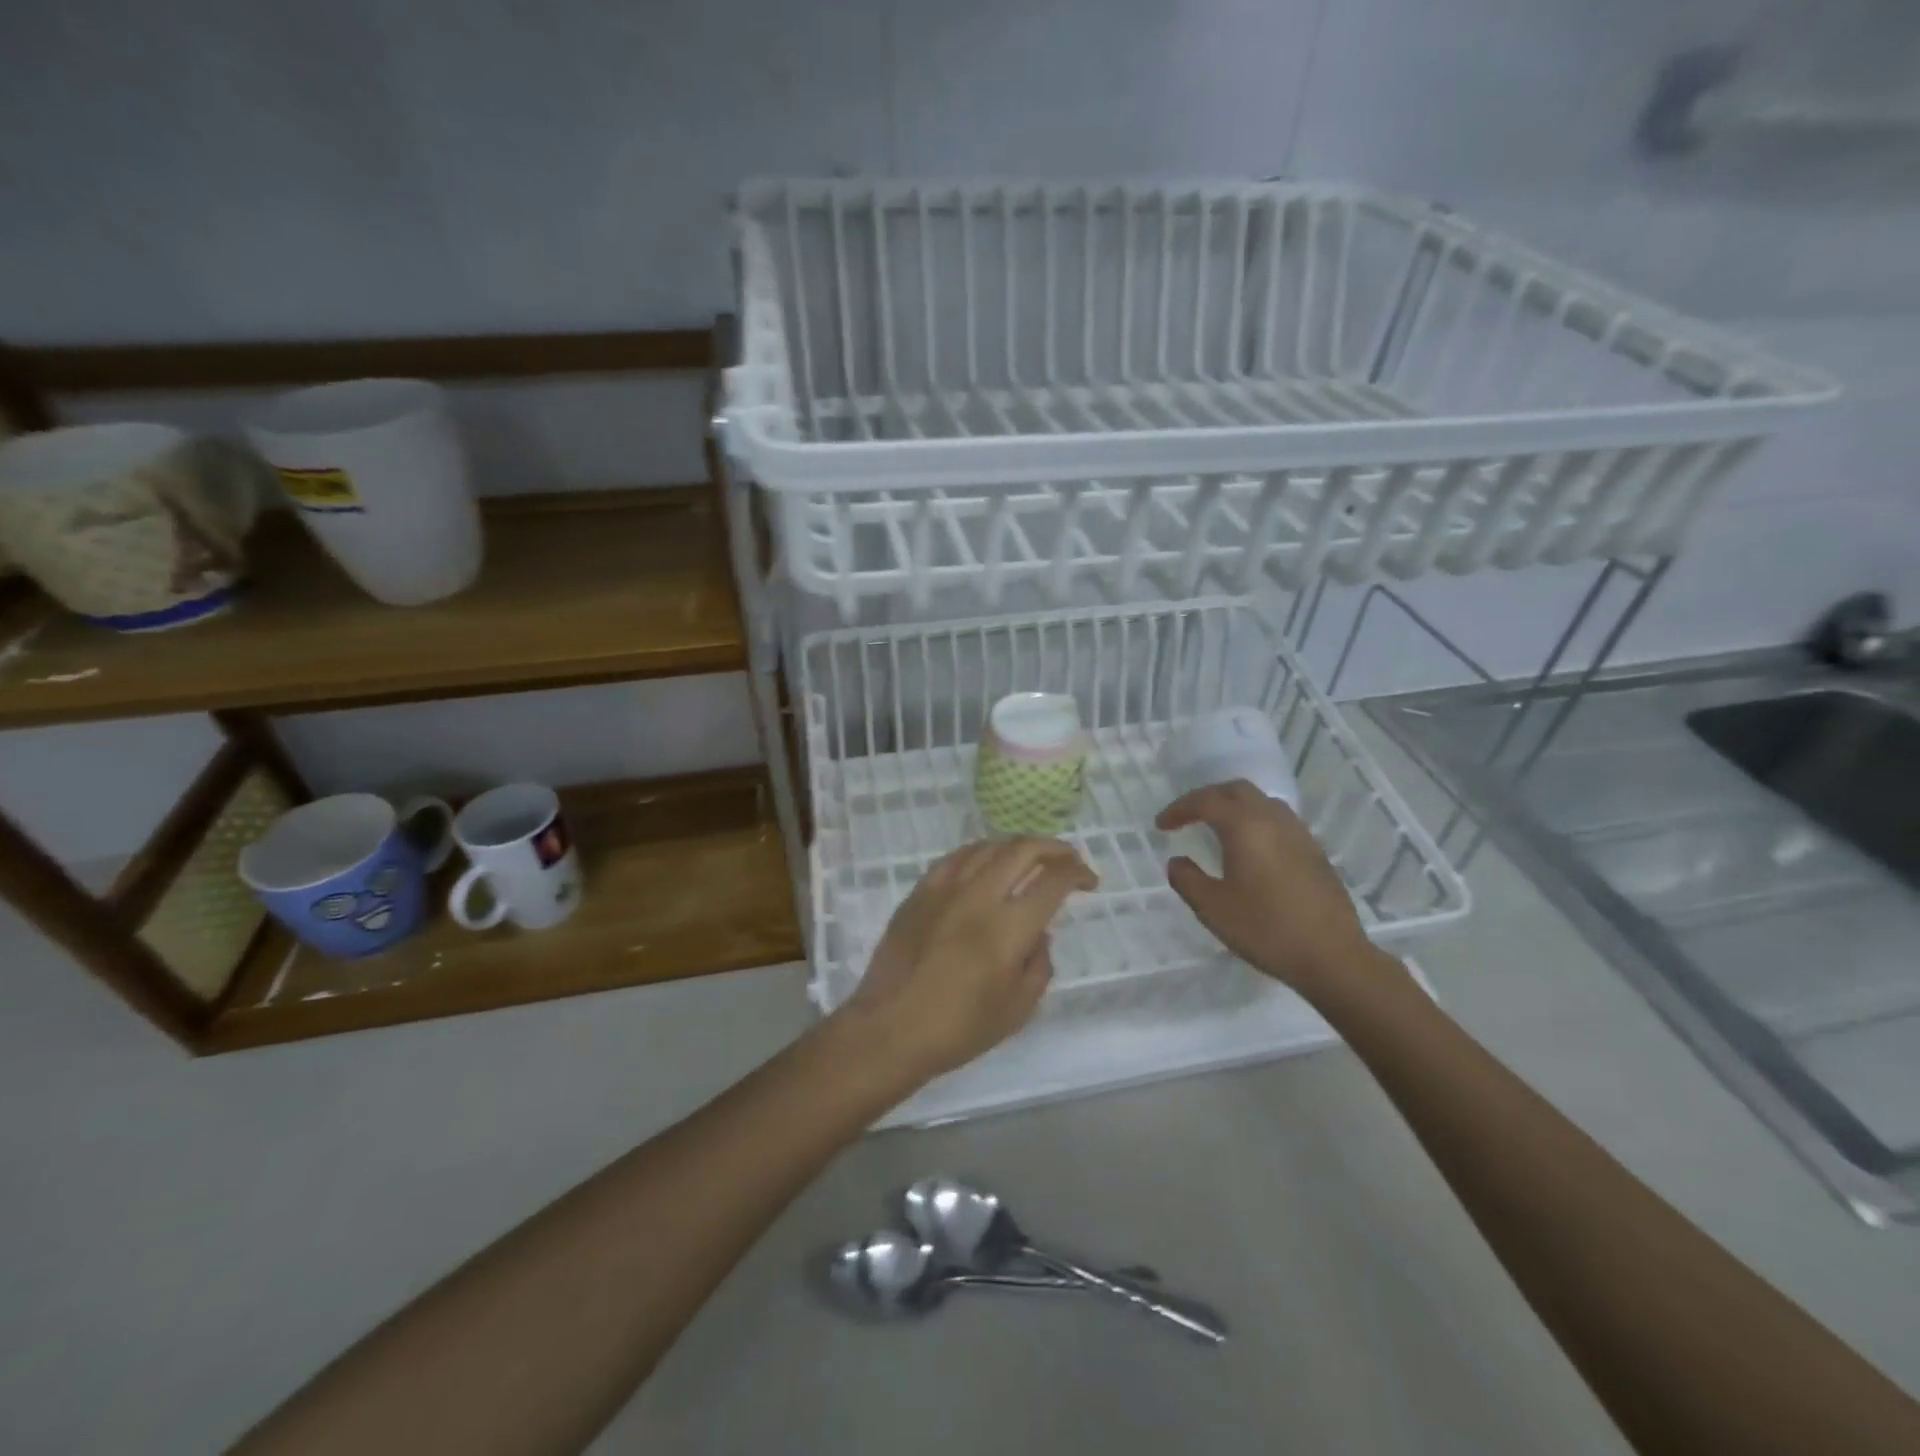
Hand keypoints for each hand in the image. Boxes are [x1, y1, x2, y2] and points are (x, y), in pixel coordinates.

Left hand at [838, 838, 1097, 1086]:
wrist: (889, 1029)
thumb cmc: (957, 1029)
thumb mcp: (1017, 1010)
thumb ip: (1038, 965)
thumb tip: (1039, 933)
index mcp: (1007, 928)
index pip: (1053, 881)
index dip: (1078, 872)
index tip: (1088, 880)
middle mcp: (978, 896)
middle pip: (1022, 849)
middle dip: (1054, 848)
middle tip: (1067, 859)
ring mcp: (944, 889)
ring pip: (988, 846)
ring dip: (1017, 847)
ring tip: (1029, 859)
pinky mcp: (920, 892)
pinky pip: (955, 858)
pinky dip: (980, 853)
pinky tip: (985, 863)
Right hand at [1157, 781, 1389, 1001]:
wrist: (1332, 956)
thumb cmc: (1266, 929)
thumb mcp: (1212, 908)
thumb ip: (1187, 879)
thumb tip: (1177, 861)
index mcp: (1245, 826)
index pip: (1205, 801)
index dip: (1179, 809)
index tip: (1161, 825)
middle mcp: (1273, 820)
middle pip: (1236, 790)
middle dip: (1208, 798)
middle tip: (1188, 817)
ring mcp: (1299, 834)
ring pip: (1262, 802)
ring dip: (1235, 807)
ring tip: (1218, 829)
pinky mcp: (1315, 852)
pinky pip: (1279, 821)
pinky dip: (1256, 822)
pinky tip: (1251, 850)